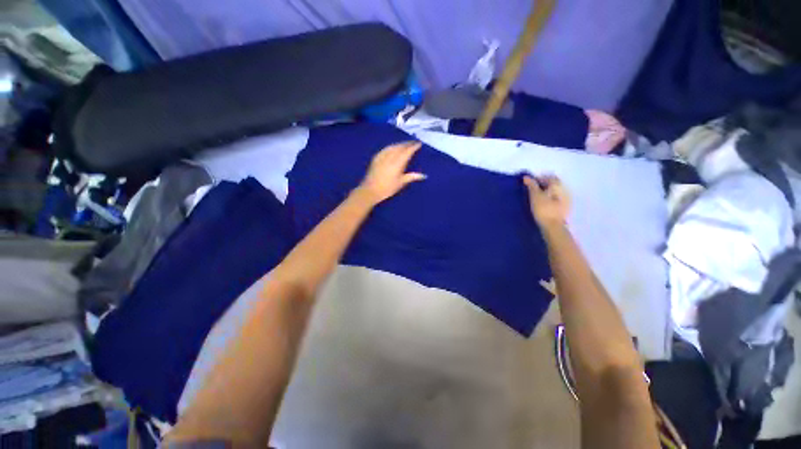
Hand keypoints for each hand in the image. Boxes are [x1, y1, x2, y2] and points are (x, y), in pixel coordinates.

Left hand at [358, 141, 426, 204]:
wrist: (370, 190)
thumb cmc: (387, 188)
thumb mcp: (401, 183)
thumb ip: (412, 177)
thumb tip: (424, 175)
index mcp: (398, 162)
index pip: (407, 151)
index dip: (414, 147)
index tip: (419, 144)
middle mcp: (390, 156)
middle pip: (400, 147)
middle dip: (407, 143)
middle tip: (413, 142)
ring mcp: (382, 156)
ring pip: (392, 146)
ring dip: (399, 144)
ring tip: (405, 144)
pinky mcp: (376, 158)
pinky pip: (385, 149)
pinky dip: (391, 146)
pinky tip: (392, 147)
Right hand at [523, 175, 570, 226]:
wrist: (553, 227)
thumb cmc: (543, 209)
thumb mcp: (535, 196)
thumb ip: (531, 185)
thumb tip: (526, 177)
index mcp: (559, 186)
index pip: (549, 177)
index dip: (538, 178)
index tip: (528, 183)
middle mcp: (565, 190)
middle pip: (553, 184)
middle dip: (542, 185)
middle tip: (531, 190)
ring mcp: (566, 200)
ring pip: (555, 192)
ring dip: (545, 192)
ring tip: (535, 197)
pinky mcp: (564, 209)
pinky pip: (555, 199)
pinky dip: (548, 199)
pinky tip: (542, 204)